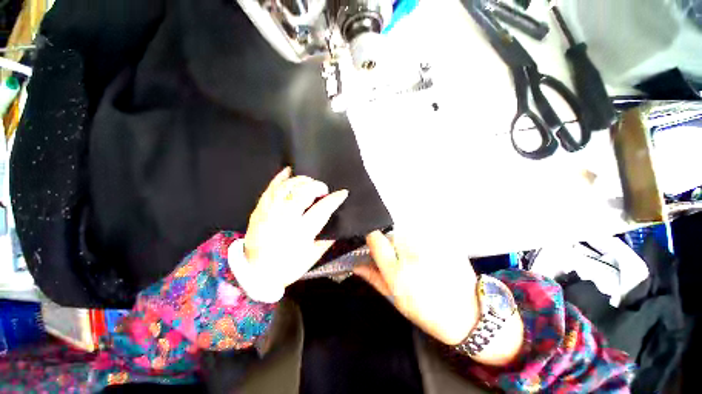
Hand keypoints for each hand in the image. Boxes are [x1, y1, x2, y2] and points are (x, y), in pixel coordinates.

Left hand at [242, 167, 348, 293]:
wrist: (255, 273)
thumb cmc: (287, 267)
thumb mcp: (312, 257)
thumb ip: (327, 240)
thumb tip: (338, 225)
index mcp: (300, 233)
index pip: (321, 210)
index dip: (334, 199)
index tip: (343, 192)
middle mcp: (285, 219)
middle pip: (302, 193)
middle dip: (316, 186)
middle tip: (323, 189)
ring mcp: (270, 212)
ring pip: (287, 187)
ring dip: (301, 180)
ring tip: (309, 182)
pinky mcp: (259, 210)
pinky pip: (270, 188)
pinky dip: (280, 178)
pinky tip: (289, 171)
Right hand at [354, 231, 479, 345]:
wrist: (467, 315)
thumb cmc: (427, 312)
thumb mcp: (396, 300)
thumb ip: (374, 278)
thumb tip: (356, 264)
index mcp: (397, 271)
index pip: (375, 238)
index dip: (372, 238)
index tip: (374, 242)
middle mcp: (412, 253)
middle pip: (392, 233)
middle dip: (392, 243)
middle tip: (401, 257)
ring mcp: (430, 245)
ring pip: (408, 232)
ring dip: (408, 241)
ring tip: (419, 257)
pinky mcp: (444, 241)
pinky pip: (424, 233)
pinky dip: (423, 240)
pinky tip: (431, 255)